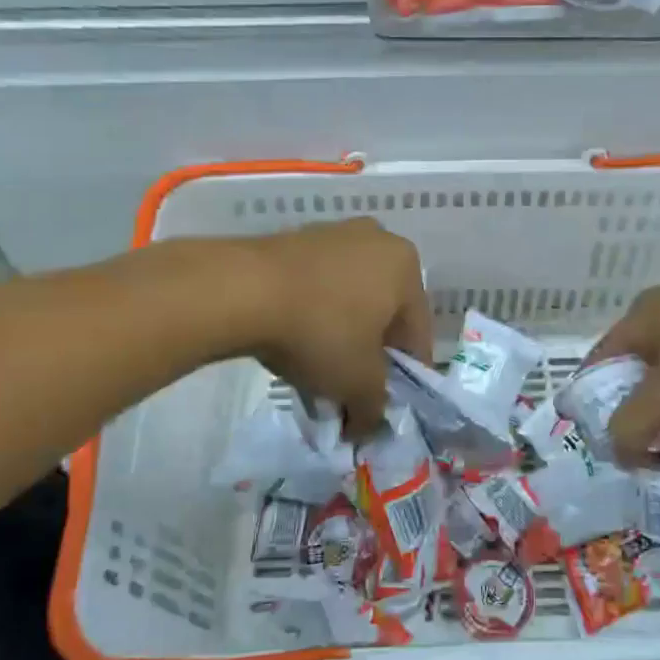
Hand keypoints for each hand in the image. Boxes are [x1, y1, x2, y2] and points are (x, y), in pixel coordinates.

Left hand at [235, 218, 431, 441]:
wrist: (243, 290)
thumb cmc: (320, 331)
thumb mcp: (358, 383)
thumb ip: (375, 409)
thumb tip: (368, 425)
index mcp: (406, 266)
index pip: (417, 334)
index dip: (404, 378)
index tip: (385, 406)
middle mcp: (377, 241)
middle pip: (383, 313)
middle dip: (369, 354)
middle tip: (351, 390)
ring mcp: (334, 235)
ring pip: (349, 299)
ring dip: (340, 336)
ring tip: (317, 371)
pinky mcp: (296, 239)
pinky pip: (317, 287)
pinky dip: (313, 315)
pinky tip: (293, 343)